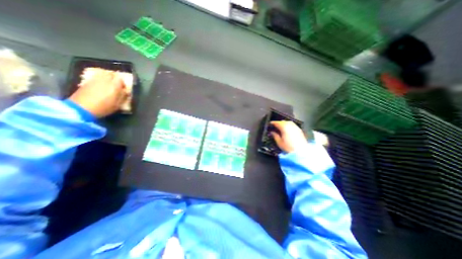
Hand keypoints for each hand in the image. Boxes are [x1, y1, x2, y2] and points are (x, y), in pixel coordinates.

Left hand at [68, 68, 128, 116]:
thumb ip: (123, 96)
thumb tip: (125, 91)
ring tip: (108, 84)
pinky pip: (96, 77)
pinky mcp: (86, 81)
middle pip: (111, 74)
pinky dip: (100, 80)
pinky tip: (100, 86)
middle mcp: (105, 80)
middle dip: (115, 78)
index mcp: (114, 86)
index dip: (123, 83)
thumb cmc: (104, 107)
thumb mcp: (118, 104)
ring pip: (103, 74)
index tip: (123, 88)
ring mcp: (94, 80)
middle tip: (116, 85)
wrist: (82, 108)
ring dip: (107, 78)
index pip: (121, 79)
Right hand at [270, 120, 307, 152]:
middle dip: (278, 123)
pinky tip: (287, 130)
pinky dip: (289, 126)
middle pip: (283, 121)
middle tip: (274, 126)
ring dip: (284, 124)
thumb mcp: (279, 142)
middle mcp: (290, 125)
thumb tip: (272, 132)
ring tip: (281, 128)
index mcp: (284, 127)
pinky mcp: (299, 130)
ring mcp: (295, 127)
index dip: (272, 123)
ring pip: (288, 122)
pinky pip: (292, 125)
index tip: (270, 124)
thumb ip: (275, 136)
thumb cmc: (288, 147)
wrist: (301, 152)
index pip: (277, 123)